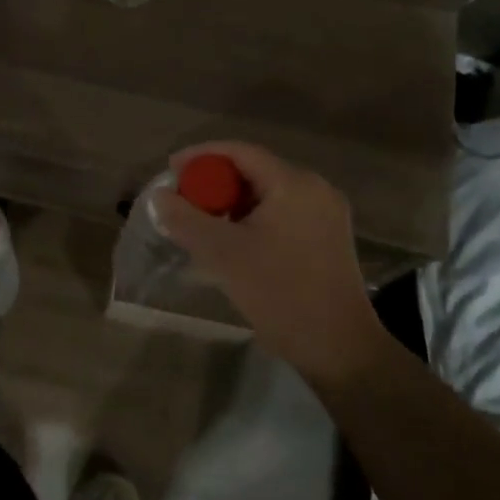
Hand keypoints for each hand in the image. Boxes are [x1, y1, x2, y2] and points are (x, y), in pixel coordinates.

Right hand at [153, 142, 381, 389]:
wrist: (339, 347)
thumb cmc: (280, 293)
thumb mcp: (223, 254)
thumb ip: (186, 220)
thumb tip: (160, 197)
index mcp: (294, 183)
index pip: (240, 152)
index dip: (202, 156)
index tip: (171, 171)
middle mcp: (315, 189)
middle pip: (255, 171)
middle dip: (215, 183)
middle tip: (184, 202)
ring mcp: (326, 214)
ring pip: (268, 194)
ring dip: (233, 203)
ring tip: (204, 225)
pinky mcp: (328, 237)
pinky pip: (282, 213)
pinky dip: (254, 219)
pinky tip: (235, 242)